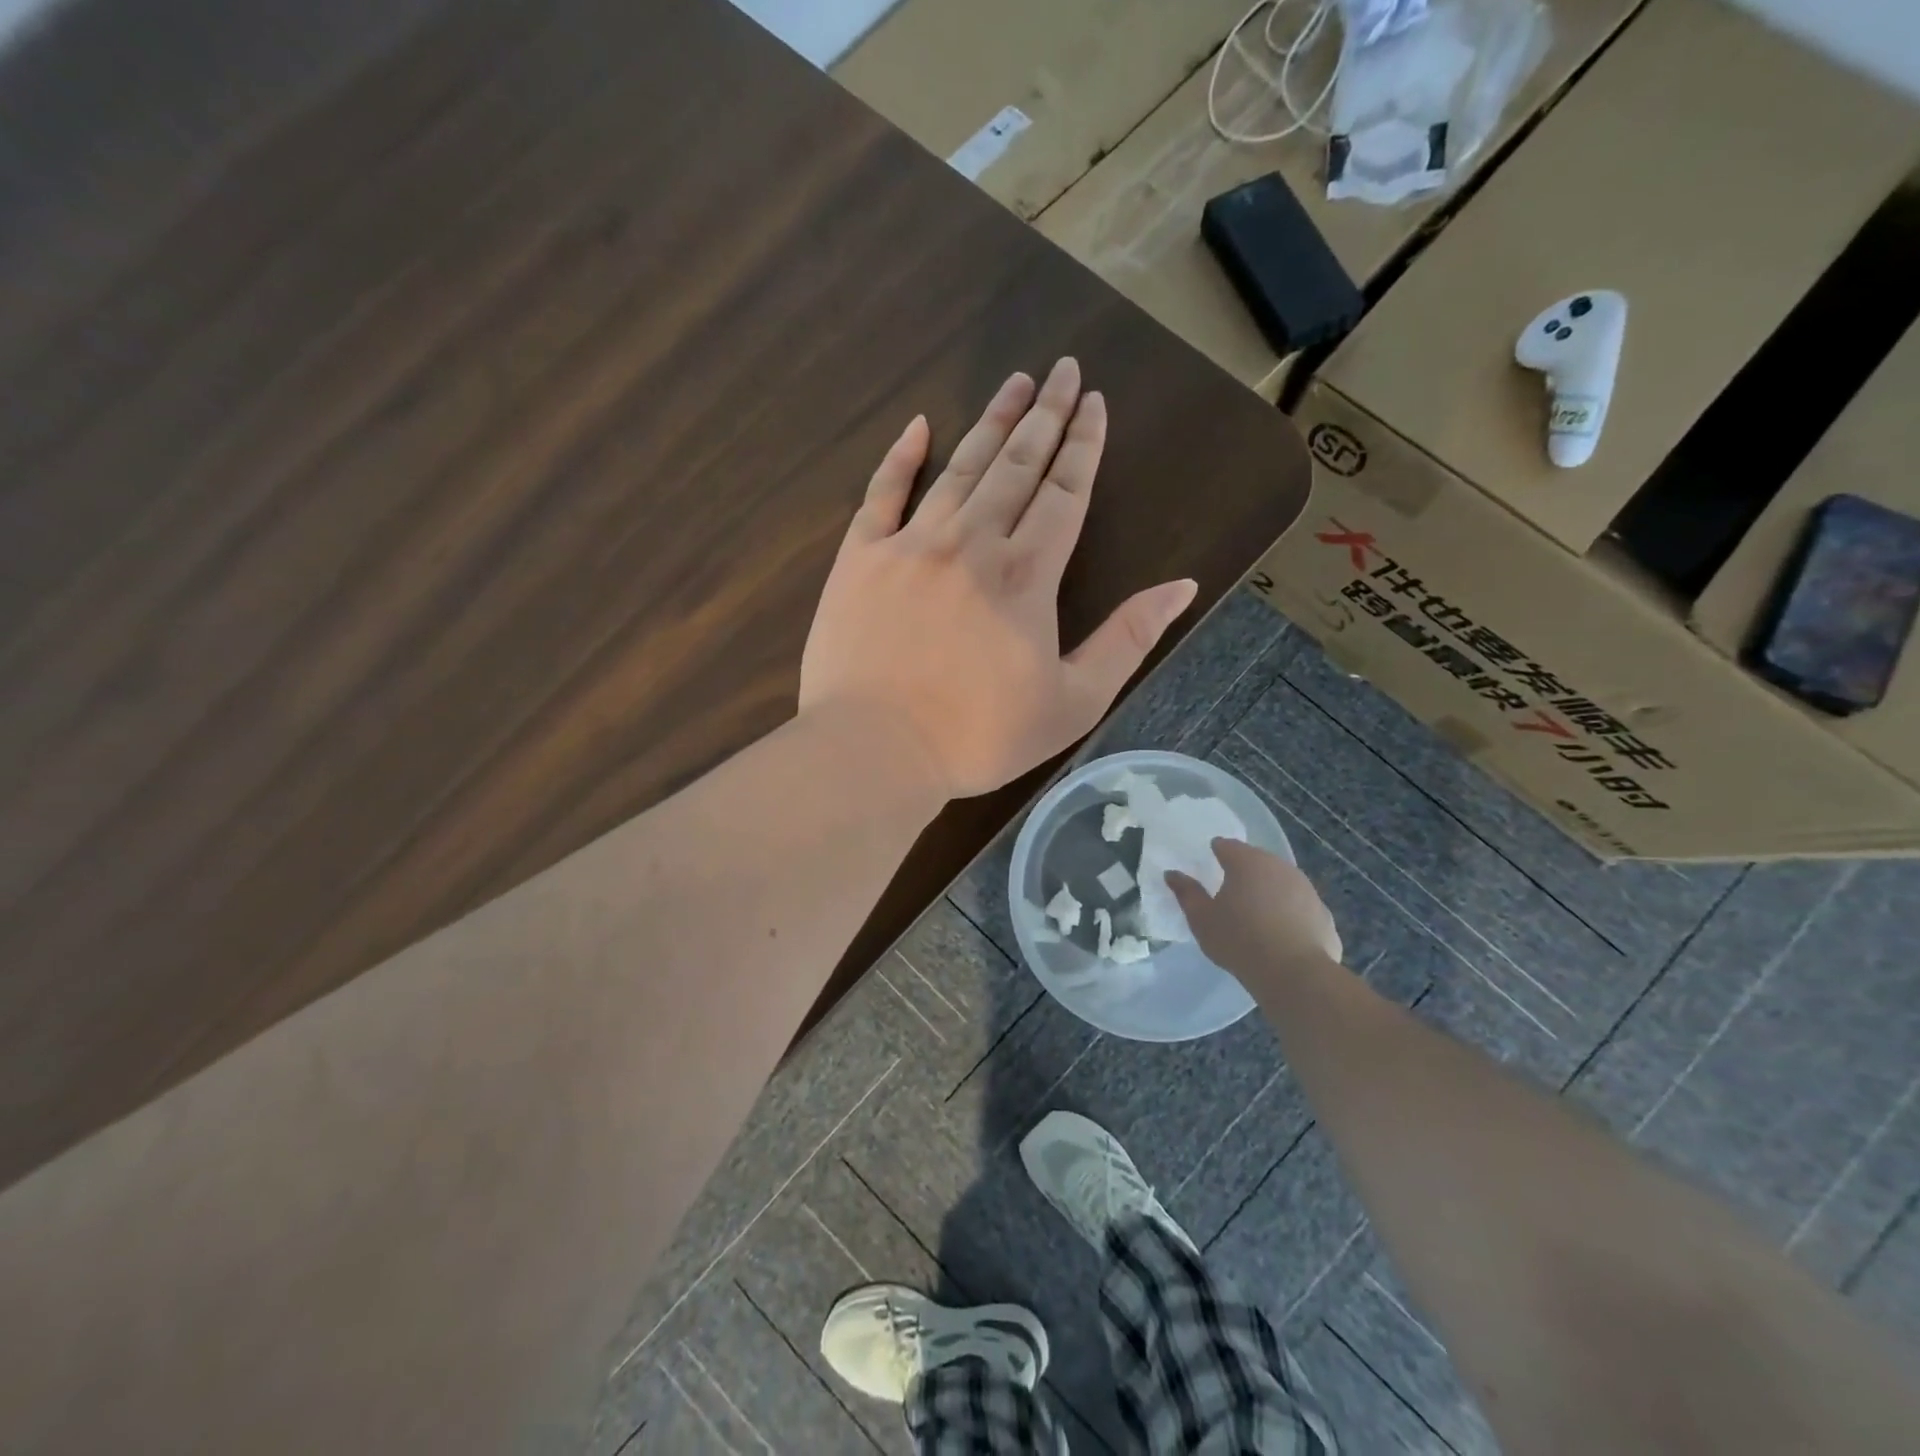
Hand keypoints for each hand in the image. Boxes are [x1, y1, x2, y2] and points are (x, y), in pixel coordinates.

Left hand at [800, 359, 1198, 799]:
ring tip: (1015, 383)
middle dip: (1045, 416)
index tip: (1095, 402)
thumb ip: (1127, 640)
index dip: (1084, 445)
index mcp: (1027, 575)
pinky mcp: (860, 558)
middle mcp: (972, 542)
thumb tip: (1181, 587)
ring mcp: (911, 545)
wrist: (875, 750)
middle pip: (1017, 466)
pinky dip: (901, 457)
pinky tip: (919, 425)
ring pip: (960, 468)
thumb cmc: (979, 737)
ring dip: (991, 423)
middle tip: (1062, 370)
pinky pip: (882, 493)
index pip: (1065, 493)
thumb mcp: (1072, 703)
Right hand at [1167, 838, 1342, 975]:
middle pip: (1257, 861)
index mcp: (1247, 862)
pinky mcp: (1324, 915)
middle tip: (1229, 893)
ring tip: (1255, 916)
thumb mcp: (1202, 919)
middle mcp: (1280, 867)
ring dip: (1268, 892)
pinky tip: (1280, 936)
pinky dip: (1289, 915)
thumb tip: (1172, 874)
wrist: (1296, 975)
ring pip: (1281, 883)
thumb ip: (1186, 893)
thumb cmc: (1240, 941)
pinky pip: (1299, 908)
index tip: (1208, 866)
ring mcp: (1307, 890)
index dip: (1216, 853)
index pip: (1227, 846)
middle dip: (1244, 872)